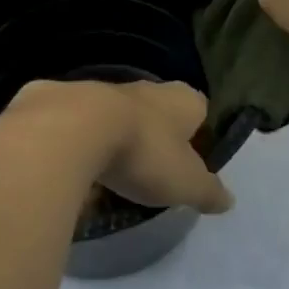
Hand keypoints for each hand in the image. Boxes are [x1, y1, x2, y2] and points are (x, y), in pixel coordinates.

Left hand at [7, 79, 234, 213]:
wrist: (74, 129)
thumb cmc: (144, 153)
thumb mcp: (186, 183)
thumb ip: (208, 191)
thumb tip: (228, 200)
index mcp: (179, 101)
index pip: (197, 107)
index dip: (194, 129)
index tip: (189, 154)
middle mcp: (142, 88)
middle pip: (155, 107)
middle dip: (153, 131)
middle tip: (149, 165)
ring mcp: (99, 89)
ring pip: (113, 111)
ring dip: (112, 133)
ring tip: (108, 168)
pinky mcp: (59, 98)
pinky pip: (72, 119)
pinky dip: (73, 137)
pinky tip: (69, 163)